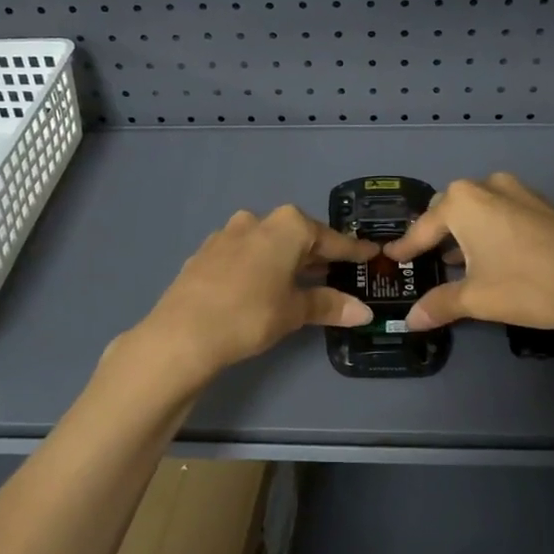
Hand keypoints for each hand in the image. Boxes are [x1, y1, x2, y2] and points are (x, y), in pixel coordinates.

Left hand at [134, 205, 378, 381]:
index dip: (352, 250)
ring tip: (303, 281)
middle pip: (297, 236)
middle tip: (339, 272)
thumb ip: (329, 306)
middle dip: (318, 254)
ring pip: (268, 243)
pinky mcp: (205, 253)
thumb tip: (363, 312)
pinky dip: (260, 266)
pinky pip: (244, 254)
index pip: (329, 239)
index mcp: (287, 226)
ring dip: (287, 259)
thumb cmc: (250, 315)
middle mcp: (257, 220)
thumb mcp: (294, 311)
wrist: (182, 333)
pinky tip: (262, 286)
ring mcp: (227, 234)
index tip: (371, 254)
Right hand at [384, 173, 553, 337]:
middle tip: (423, 257)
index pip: (423, 227)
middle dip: (435, 233)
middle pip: (449, 209)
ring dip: (463, 232)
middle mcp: (487, 186)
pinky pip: (501, 212)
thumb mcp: (477, 299)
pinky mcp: (541, 203)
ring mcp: (518, 191)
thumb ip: (440, 304)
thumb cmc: (527, 285)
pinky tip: (491, 256)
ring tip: (454, 261)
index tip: (391, 257)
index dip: (406, 246)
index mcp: (463, 202)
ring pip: (477, 209)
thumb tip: (410, 320)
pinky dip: (488, 230)